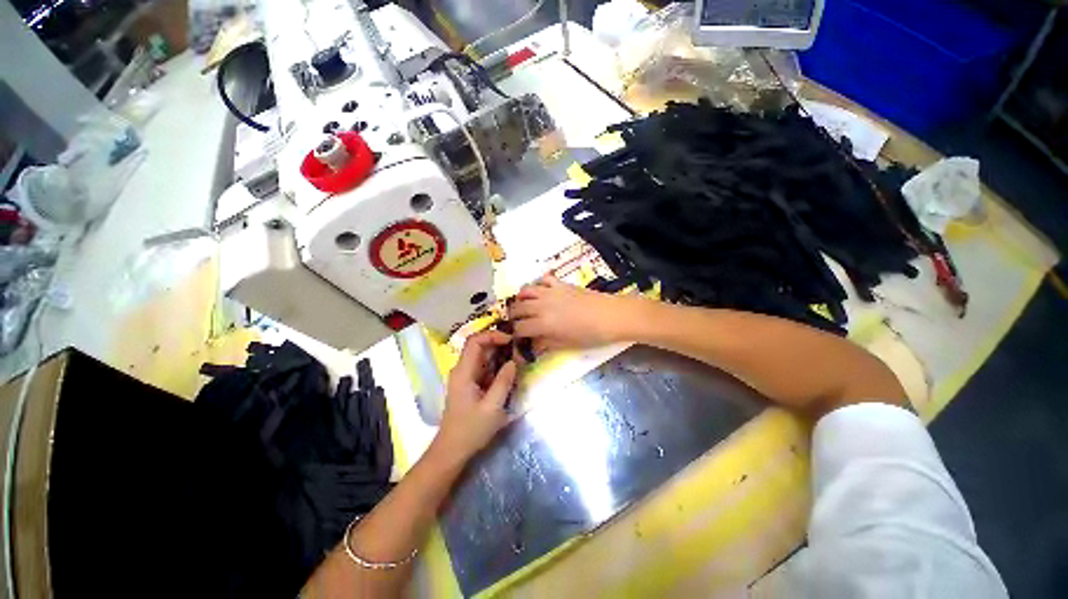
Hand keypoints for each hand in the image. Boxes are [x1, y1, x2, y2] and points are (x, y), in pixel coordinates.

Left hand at [433, 331, 517, 462]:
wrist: (452, 450)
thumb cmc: (470, 430)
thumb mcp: (492, 408)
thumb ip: (503, 382)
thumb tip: (513, 362)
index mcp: (463, 372)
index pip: (475, 341)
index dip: (493, 335)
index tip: (511, 340)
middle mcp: (463, 370)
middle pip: (480, 346)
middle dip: (500, 345)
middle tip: (519, 351)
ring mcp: (466, 377)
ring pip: (484, 357)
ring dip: (501, 356)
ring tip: (519, 360)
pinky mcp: (471, 384)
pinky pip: (485, 368)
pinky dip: (498, 366)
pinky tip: (511, 373)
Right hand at [508, 275, 632, 352]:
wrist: (610, 315)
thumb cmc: (590, 335)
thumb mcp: (566, 344)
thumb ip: (545, 343)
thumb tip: (532, 345)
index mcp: (543, 323)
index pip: (519, 327)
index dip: (515, 334)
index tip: (518, 338)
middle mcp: (542, 305)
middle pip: (518, 308)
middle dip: (513, 317)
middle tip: (518, 323)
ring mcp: (550, 292)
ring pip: (525, 291)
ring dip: (520, 299)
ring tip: (523, 306)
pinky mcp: (560, 284)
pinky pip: (543, 280)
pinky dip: (538, 285)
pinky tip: (540, 292)